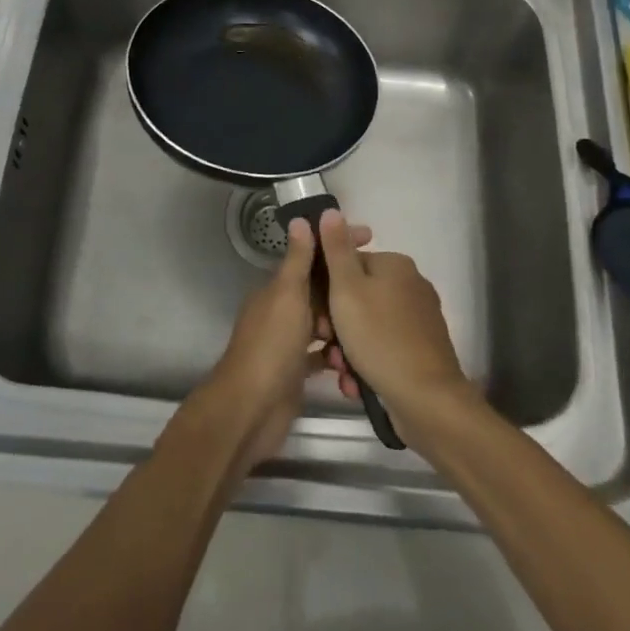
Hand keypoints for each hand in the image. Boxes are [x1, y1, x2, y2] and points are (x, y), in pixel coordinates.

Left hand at [200, 215, 370, 471]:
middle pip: (319, 291)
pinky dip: (337, 356)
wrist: (251, 410)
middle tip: (379, 289)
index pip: (310, 258)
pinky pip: (322, 356)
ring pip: (323, 324)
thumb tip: (300, 220)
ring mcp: (288, 343)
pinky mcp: (296, 371)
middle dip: (346, 289)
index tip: (368, 238)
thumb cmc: (271, 346)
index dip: (336, 246)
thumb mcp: (287, 295)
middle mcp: (281, 311)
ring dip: (344, 326)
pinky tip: (356, 361)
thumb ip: (297, 261)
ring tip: (368, 331)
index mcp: (276, 289)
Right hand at [316, 208, 471, 441]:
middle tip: (326, 345)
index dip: (326, 288)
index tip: (316, 315)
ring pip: (367, 325)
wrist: (425, 398)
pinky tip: (356, 382)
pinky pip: (383, 346)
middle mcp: (411, 285)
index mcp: (395, 265)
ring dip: (348, 347)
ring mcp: (419, 318)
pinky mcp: (422, 348)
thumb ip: (336, 249)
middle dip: (336, 324)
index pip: (348, 264)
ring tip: (341, 370)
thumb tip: (331, 210)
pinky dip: (367, 361)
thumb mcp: (347, 289)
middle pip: (358, 296)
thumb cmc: (379, 337)